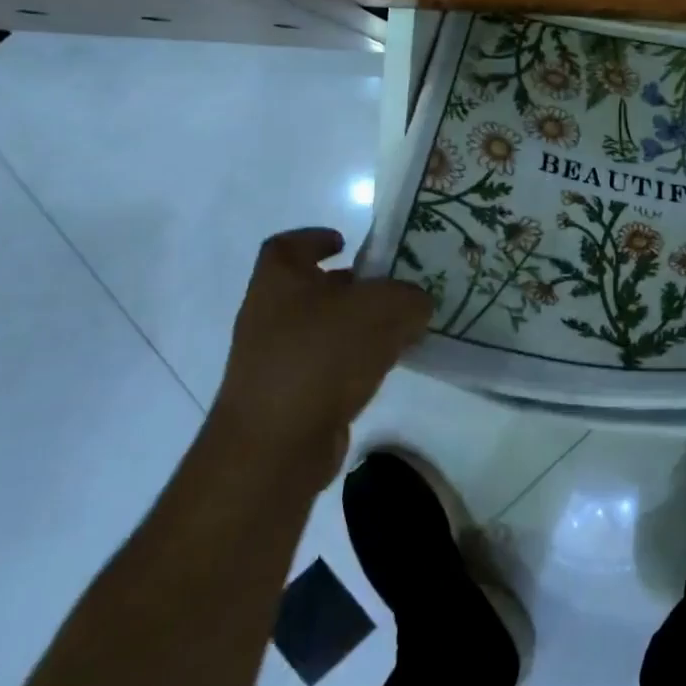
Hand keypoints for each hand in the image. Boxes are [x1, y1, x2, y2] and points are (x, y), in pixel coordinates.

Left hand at [211, 229, 430, 484]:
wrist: (274, 447)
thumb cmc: (321, 356)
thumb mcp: (382, 309)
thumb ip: (409, 297)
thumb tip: (417, 303)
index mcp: (279, 281)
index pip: (287, 246)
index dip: (315, 238)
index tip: (346, 243)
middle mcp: (268, 316)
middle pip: (310, 289)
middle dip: (349, 286)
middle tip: (390, 286)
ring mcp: (272, 361)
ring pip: (320, 330)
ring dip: (355, 327)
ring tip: (398, 329)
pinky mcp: (286, 399)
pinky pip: (324, 368)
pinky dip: (351, 364)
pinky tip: (383, 368)